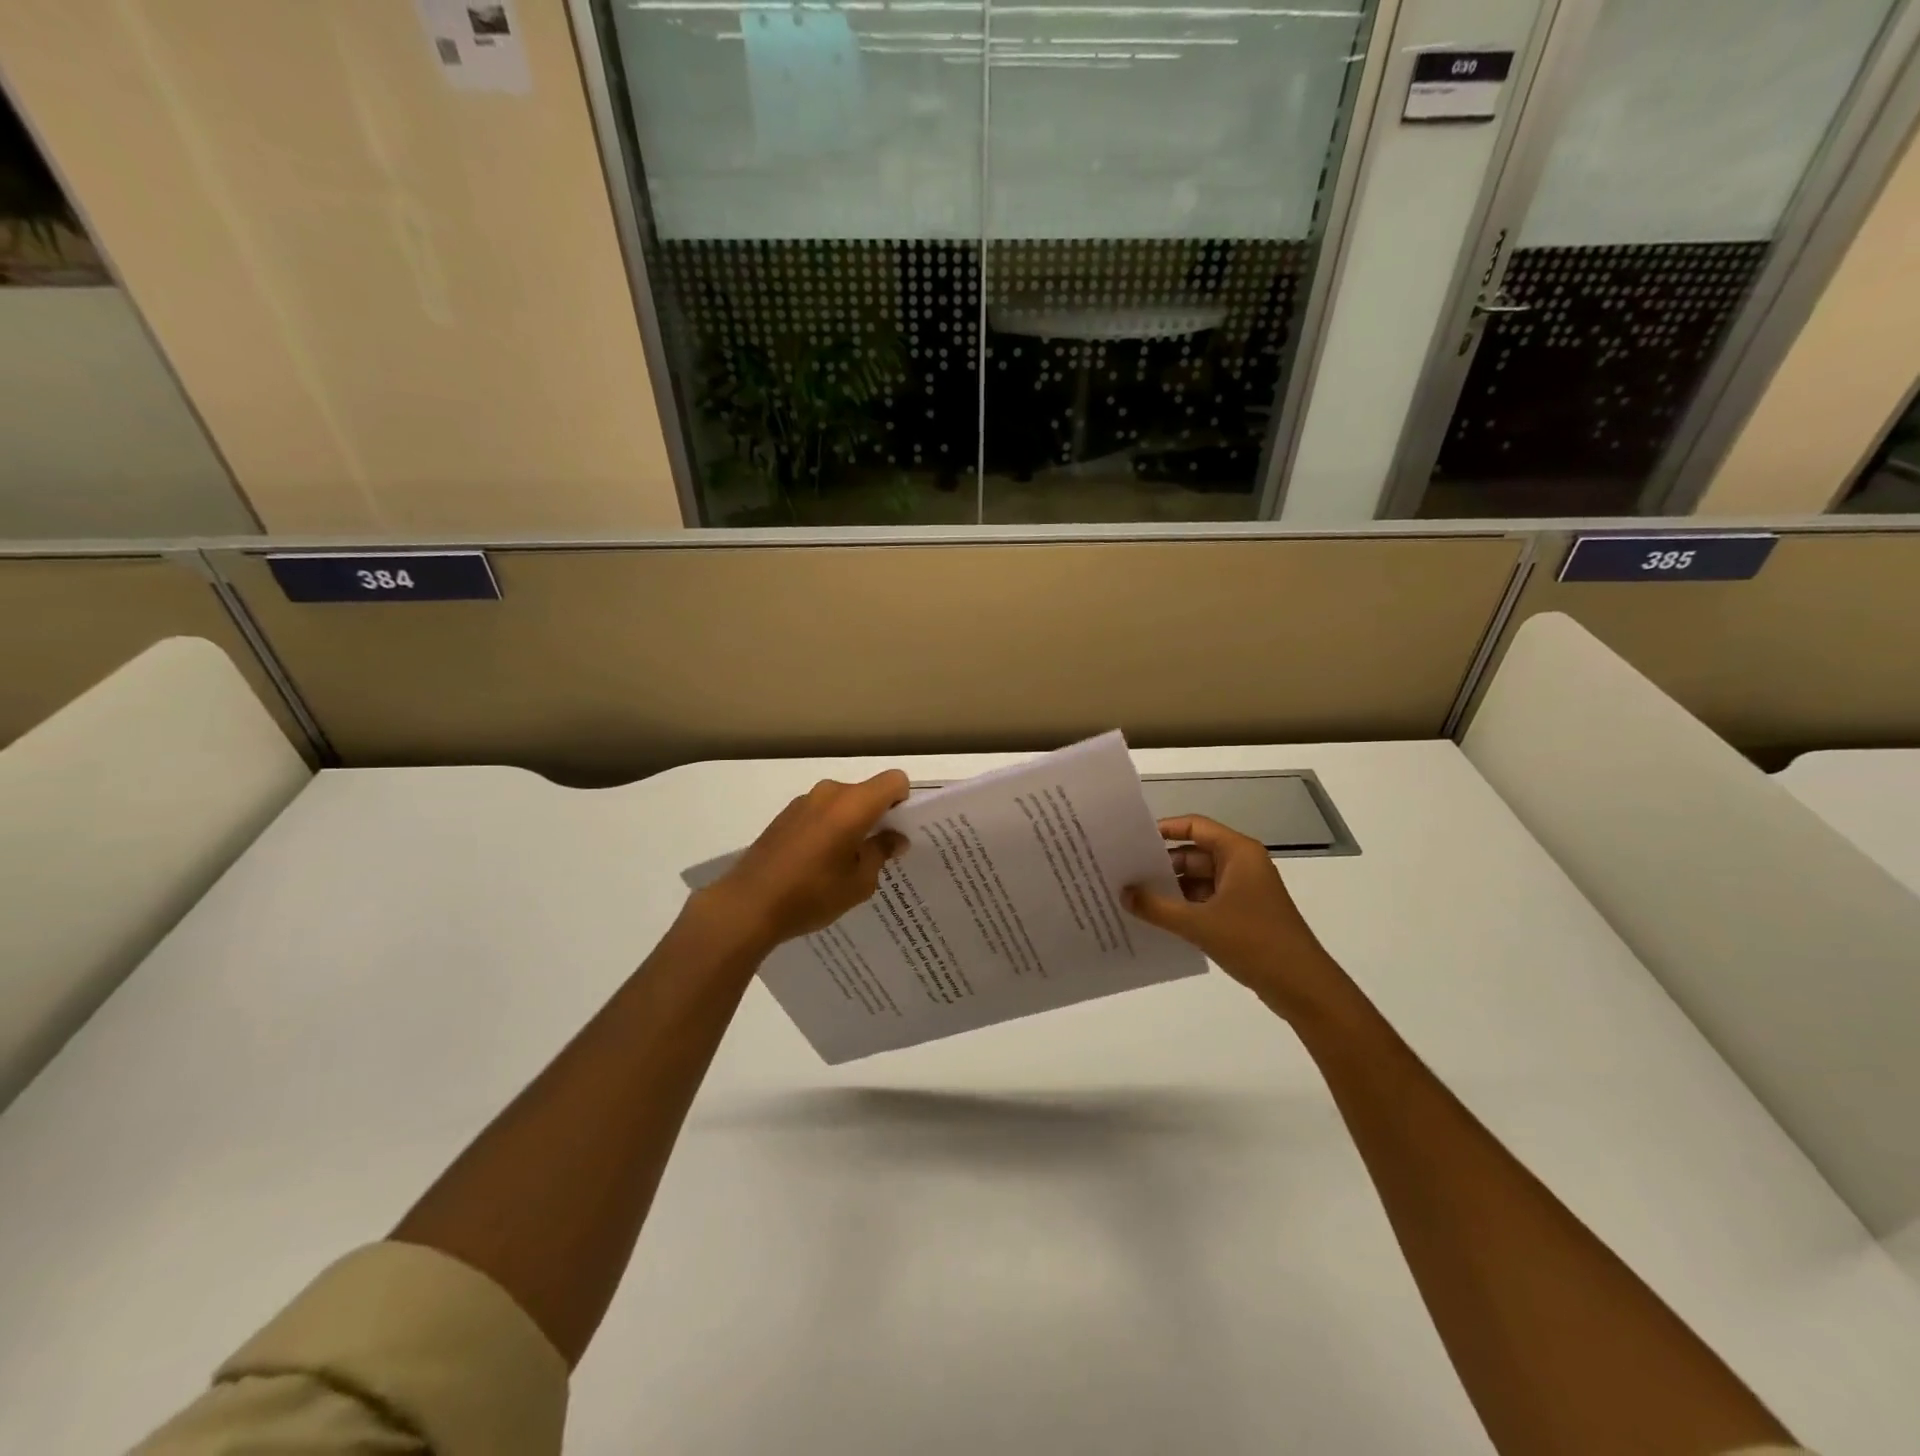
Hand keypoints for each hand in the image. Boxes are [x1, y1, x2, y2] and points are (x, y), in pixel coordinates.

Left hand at [700, 770, 910, 951]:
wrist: (747, 905)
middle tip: (876, 852)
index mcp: (853, 804)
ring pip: (842, 803)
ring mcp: (803, 802)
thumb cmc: (811, 894)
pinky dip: (828, 829)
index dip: (903, 801)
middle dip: (877, 816)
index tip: (897, 830)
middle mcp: (829, 793)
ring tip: (844, 863)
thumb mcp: (859, 882)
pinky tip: (817, 863)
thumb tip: (893, 838)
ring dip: (850, 823)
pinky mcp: (784, 815)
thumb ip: (881, 852)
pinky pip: (820, 813)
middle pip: (866, 792)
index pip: (894, 780)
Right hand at [1123, 815, 1348, 1019]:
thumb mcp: (1198, 924)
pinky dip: (1184, 907)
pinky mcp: (1243, 915)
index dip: (1164, 829)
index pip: (1195, 826)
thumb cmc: (1254, 942)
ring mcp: (1244, 891)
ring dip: (1171, 888)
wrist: (1303, 987)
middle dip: (1161, 864)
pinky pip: (1206, 901)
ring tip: (1132, 896)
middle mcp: (1242, 865)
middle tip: (1124, 872)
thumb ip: (1156, 907)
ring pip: (1199, 879)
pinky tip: (1156, 919)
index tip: (1131, 839)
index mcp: (1238, 853)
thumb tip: (1123, 893)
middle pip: (1194, 853)